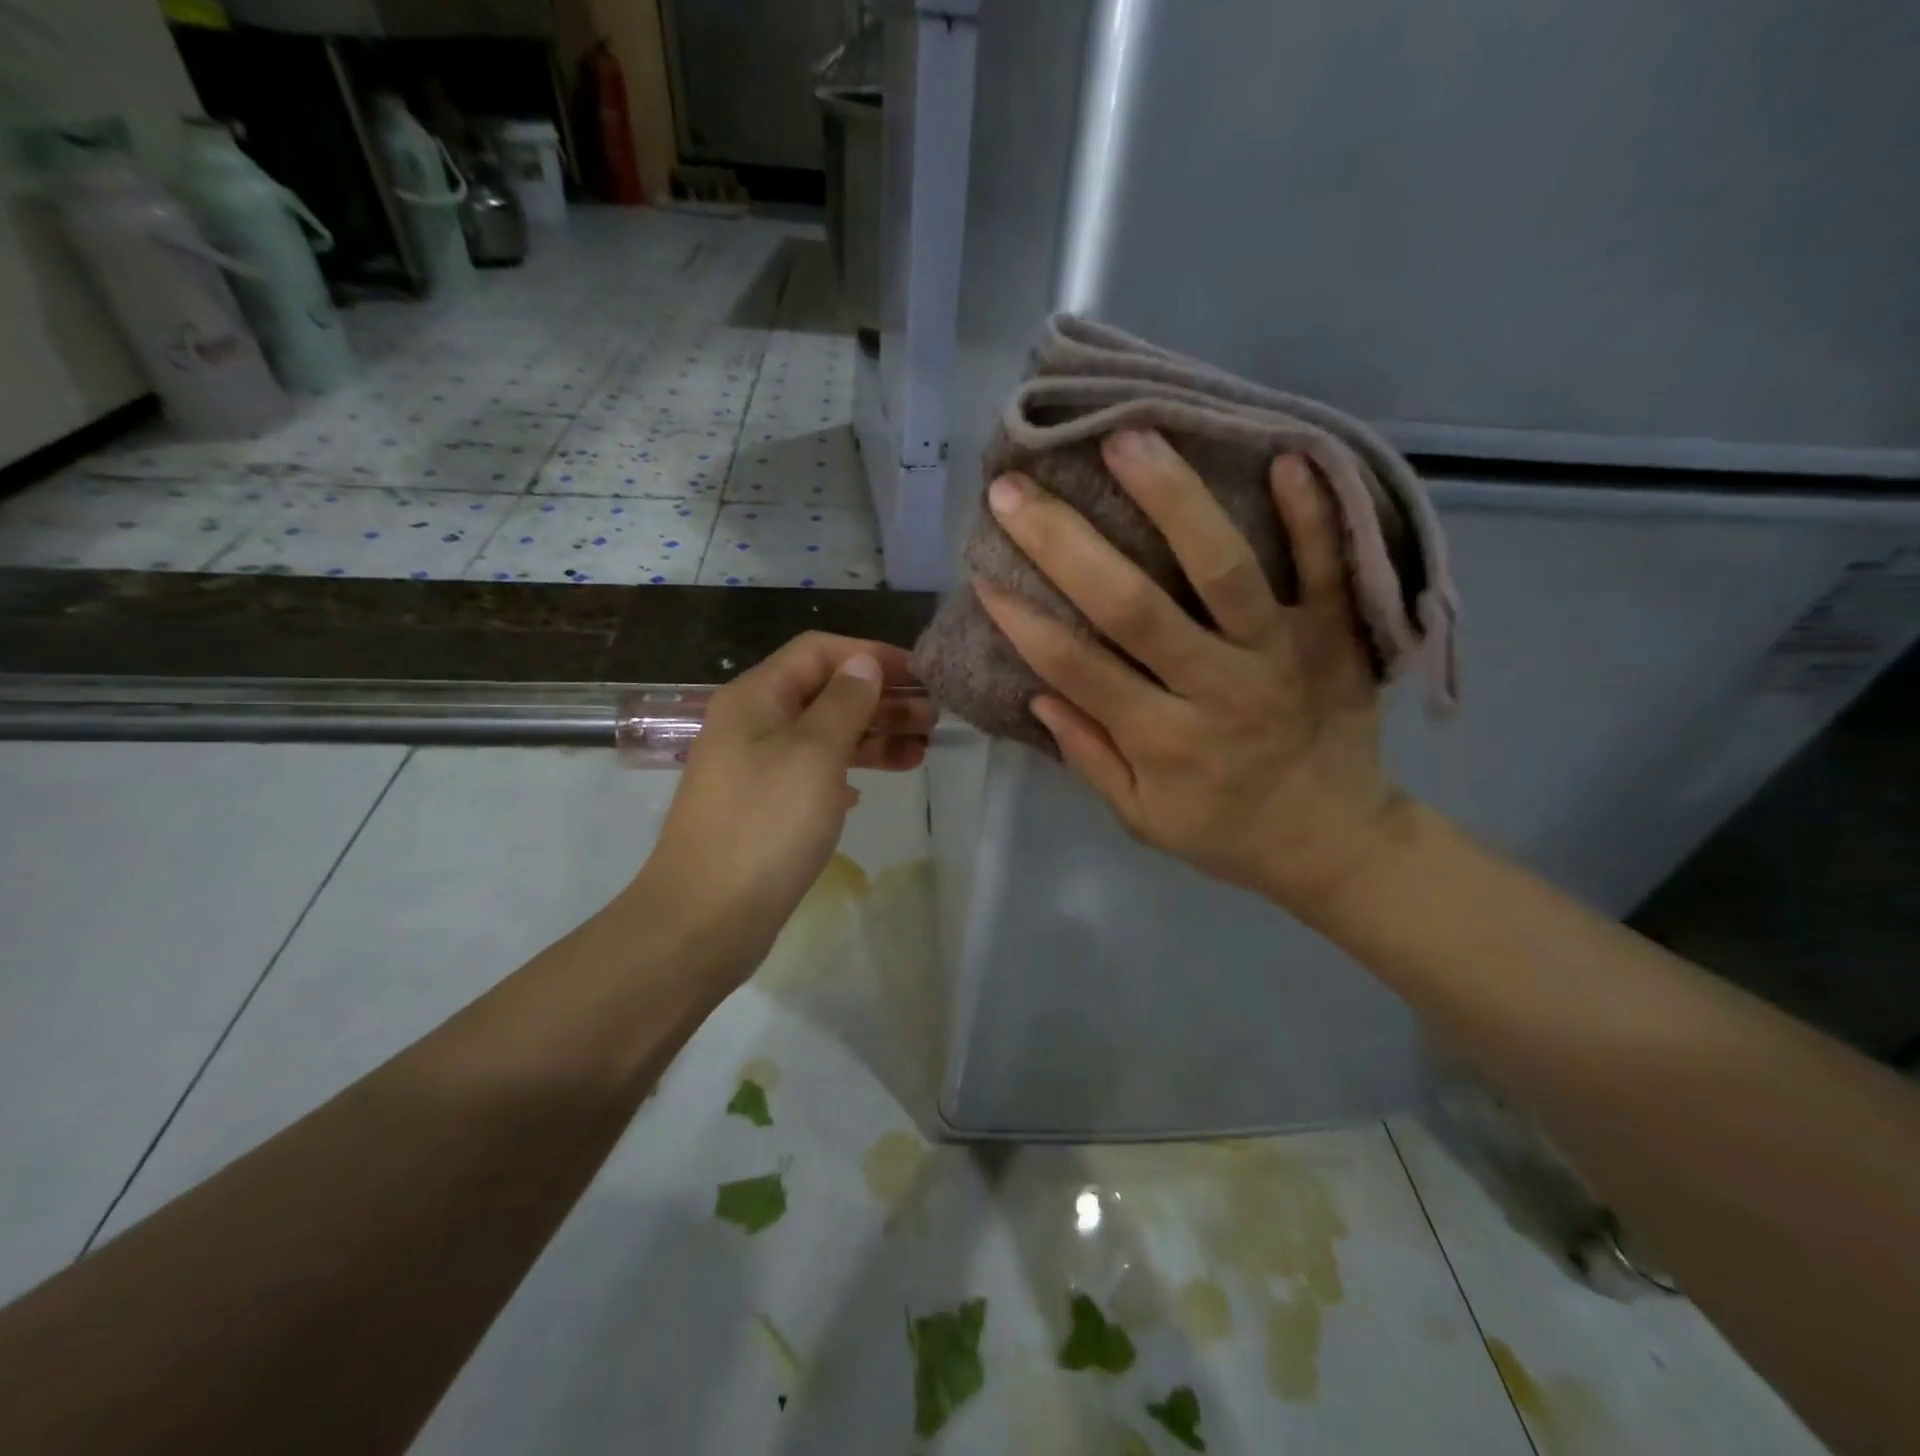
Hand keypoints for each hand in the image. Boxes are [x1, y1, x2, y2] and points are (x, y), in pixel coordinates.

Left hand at [633, 633, 933, 968]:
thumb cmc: (766, 824)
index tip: (920, 674)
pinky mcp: (763, 807)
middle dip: (880, 699)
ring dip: (872, 737)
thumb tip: (864, 664)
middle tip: (933, 718)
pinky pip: (812, 774)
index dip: (871, 655)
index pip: (818, 651)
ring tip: (921, 752)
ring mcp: (755, 768)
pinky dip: (846, 772)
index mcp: (756, 697)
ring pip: (823, 736)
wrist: (707, 918)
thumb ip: (845, 702)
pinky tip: (869, 789)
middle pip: (824, 693)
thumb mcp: (814, 753)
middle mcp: (752, 723)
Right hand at [974, 428, 1407, 914]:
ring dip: (1173, 500)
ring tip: (1126, 436)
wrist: (1336, 843)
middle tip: (1015, 490)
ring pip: (1224, 570)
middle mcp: (1217, 689)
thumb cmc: (1225, 831)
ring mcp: (1282, 654)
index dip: (1024, 622)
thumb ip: (1090, 756)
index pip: (1079, 669)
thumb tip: (1037, 693)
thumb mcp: (1142, 819)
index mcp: (1164, 740)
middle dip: (1065, 545)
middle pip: (1134, 608)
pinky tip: (1283, 453)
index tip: (983, 573)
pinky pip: (1328, 566)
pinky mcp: (1337, 634)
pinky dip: (1310, 512)